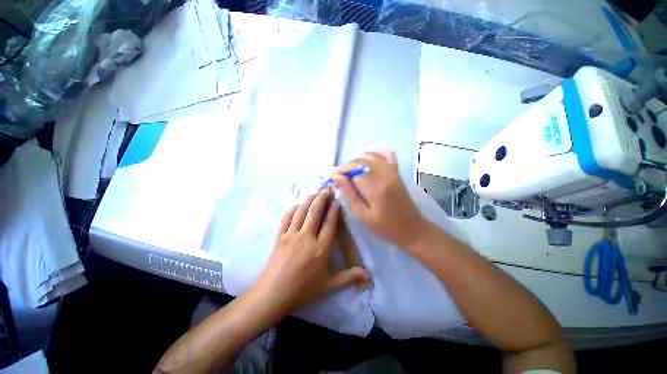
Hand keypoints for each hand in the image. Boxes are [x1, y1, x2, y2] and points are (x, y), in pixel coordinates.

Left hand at [254, 189, 368, 313]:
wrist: (274, 294)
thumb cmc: (303, 290)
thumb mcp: (329, 286)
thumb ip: (349, 277)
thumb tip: (368, 275)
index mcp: (321, 248)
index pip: (329, 223)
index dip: (334, 209)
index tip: (337, 200)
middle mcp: (307, 237)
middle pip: (315, 212)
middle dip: (322, 198)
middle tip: (327, 189)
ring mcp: (292, 235)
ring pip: (301, 211)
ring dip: (308, 200)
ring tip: (315, 193)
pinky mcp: (280, 236)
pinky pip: (287, 218)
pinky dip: (293, 209)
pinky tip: (298, 205)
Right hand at [332, 151, 429, 250]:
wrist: (412, 229)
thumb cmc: (385, 227)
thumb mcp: (363, 215)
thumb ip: (349, 194)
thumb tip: (336, 178)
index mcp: (375, 187)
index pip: (353, 171)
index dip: (340, 172)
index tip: (330, 177)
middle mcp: (384, 174)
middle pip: (360, 162)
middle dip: (346, 167)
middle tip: (338, 176)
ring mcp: (392, 171)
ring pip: (370, 156)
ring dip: (357, 161)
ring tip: (349, 172)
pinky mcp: (397, 172)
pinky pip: (387, 154)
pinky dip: (375, 152)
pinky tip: (368, 158)